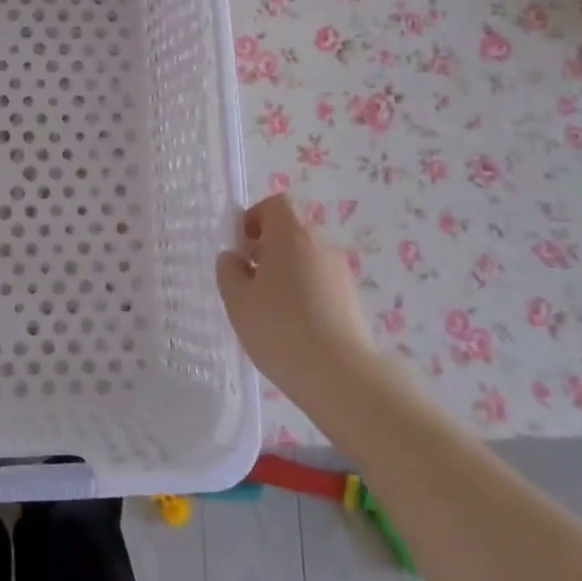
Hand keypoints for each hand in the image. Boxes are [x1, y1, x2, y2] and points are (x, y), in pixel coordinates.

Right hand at [217, 195, 371, 411]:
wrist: (341, 376)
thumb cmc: (280, 329)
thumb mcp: (237, 300)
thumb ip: (229, 271)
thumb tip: (235, 258)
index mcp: (291, 236)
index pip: (276, 204)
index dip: (254, 217)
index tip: (241, 246)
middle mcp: (320, 246)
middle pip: (291, 232)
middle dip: (267, 249)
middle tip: (248, 282)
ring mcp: (341, 274)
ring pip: (306, 260)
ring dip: (285, 274)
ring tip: (268, 311)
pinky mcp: (352, 301)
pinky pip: (320, 284)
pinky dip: (303, 295)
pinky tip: (291, 328)